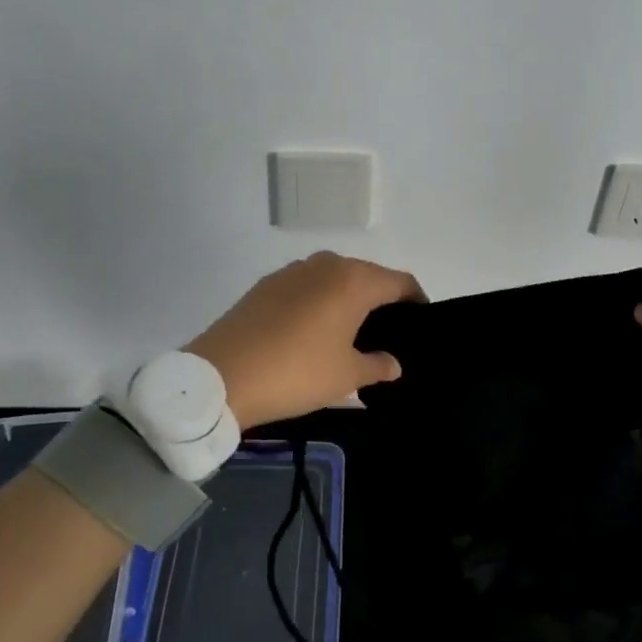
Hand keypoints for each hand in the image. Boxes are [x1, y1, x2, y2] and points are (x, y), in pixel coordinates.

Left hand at [187, 251, 425, 430]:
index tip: (421, 320)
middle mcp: (327, 264)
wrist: (220, 376)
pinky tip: (311, 330)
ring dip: (347, 298)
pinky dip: (318, 301)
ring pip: (334, 278)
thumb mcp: (345, 377)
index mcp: (354, 281)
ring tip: (348, 331)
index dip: (416, 299)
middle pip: (367, 275)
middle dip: (381, 299)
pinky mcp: (266, 283)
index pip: (399, 281)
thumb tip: (393, 363)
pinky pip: (306, 286)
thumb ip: (377, 366)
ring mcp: (293, 270)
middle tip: (386, 332)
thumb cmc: (296, 373)